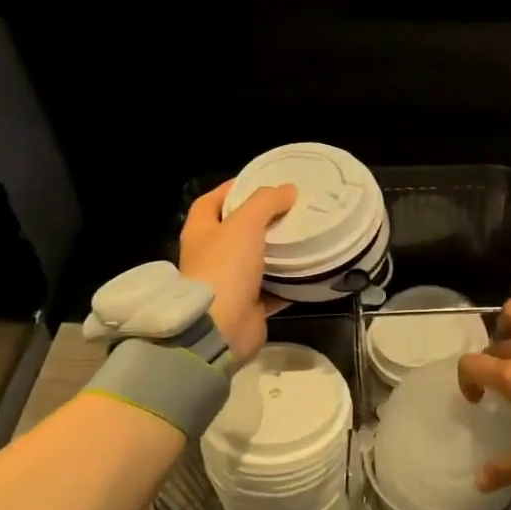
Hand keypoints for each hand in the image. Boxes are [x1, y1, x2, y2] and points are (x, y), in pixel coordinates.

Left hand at [179, 181, 296, 361]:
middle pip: (237, 230)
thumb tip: (288, 189)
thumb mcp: (245, 224)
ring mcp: (228, 283)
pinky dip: (290, 280)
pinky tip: (310, 269)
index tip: (263, 181)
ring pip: (257, 259)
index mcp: (200, 232)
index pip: (212, 200)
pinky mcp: (249, 305)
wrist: (221, 328)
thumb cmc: (225, 268)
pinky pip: (273, 287)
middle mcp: (210, 256)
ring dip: (278, 249)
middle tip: (292, 207)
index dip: (234, 188)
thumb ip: (266, 202)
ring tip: (305, 233)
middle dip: (262, 219)